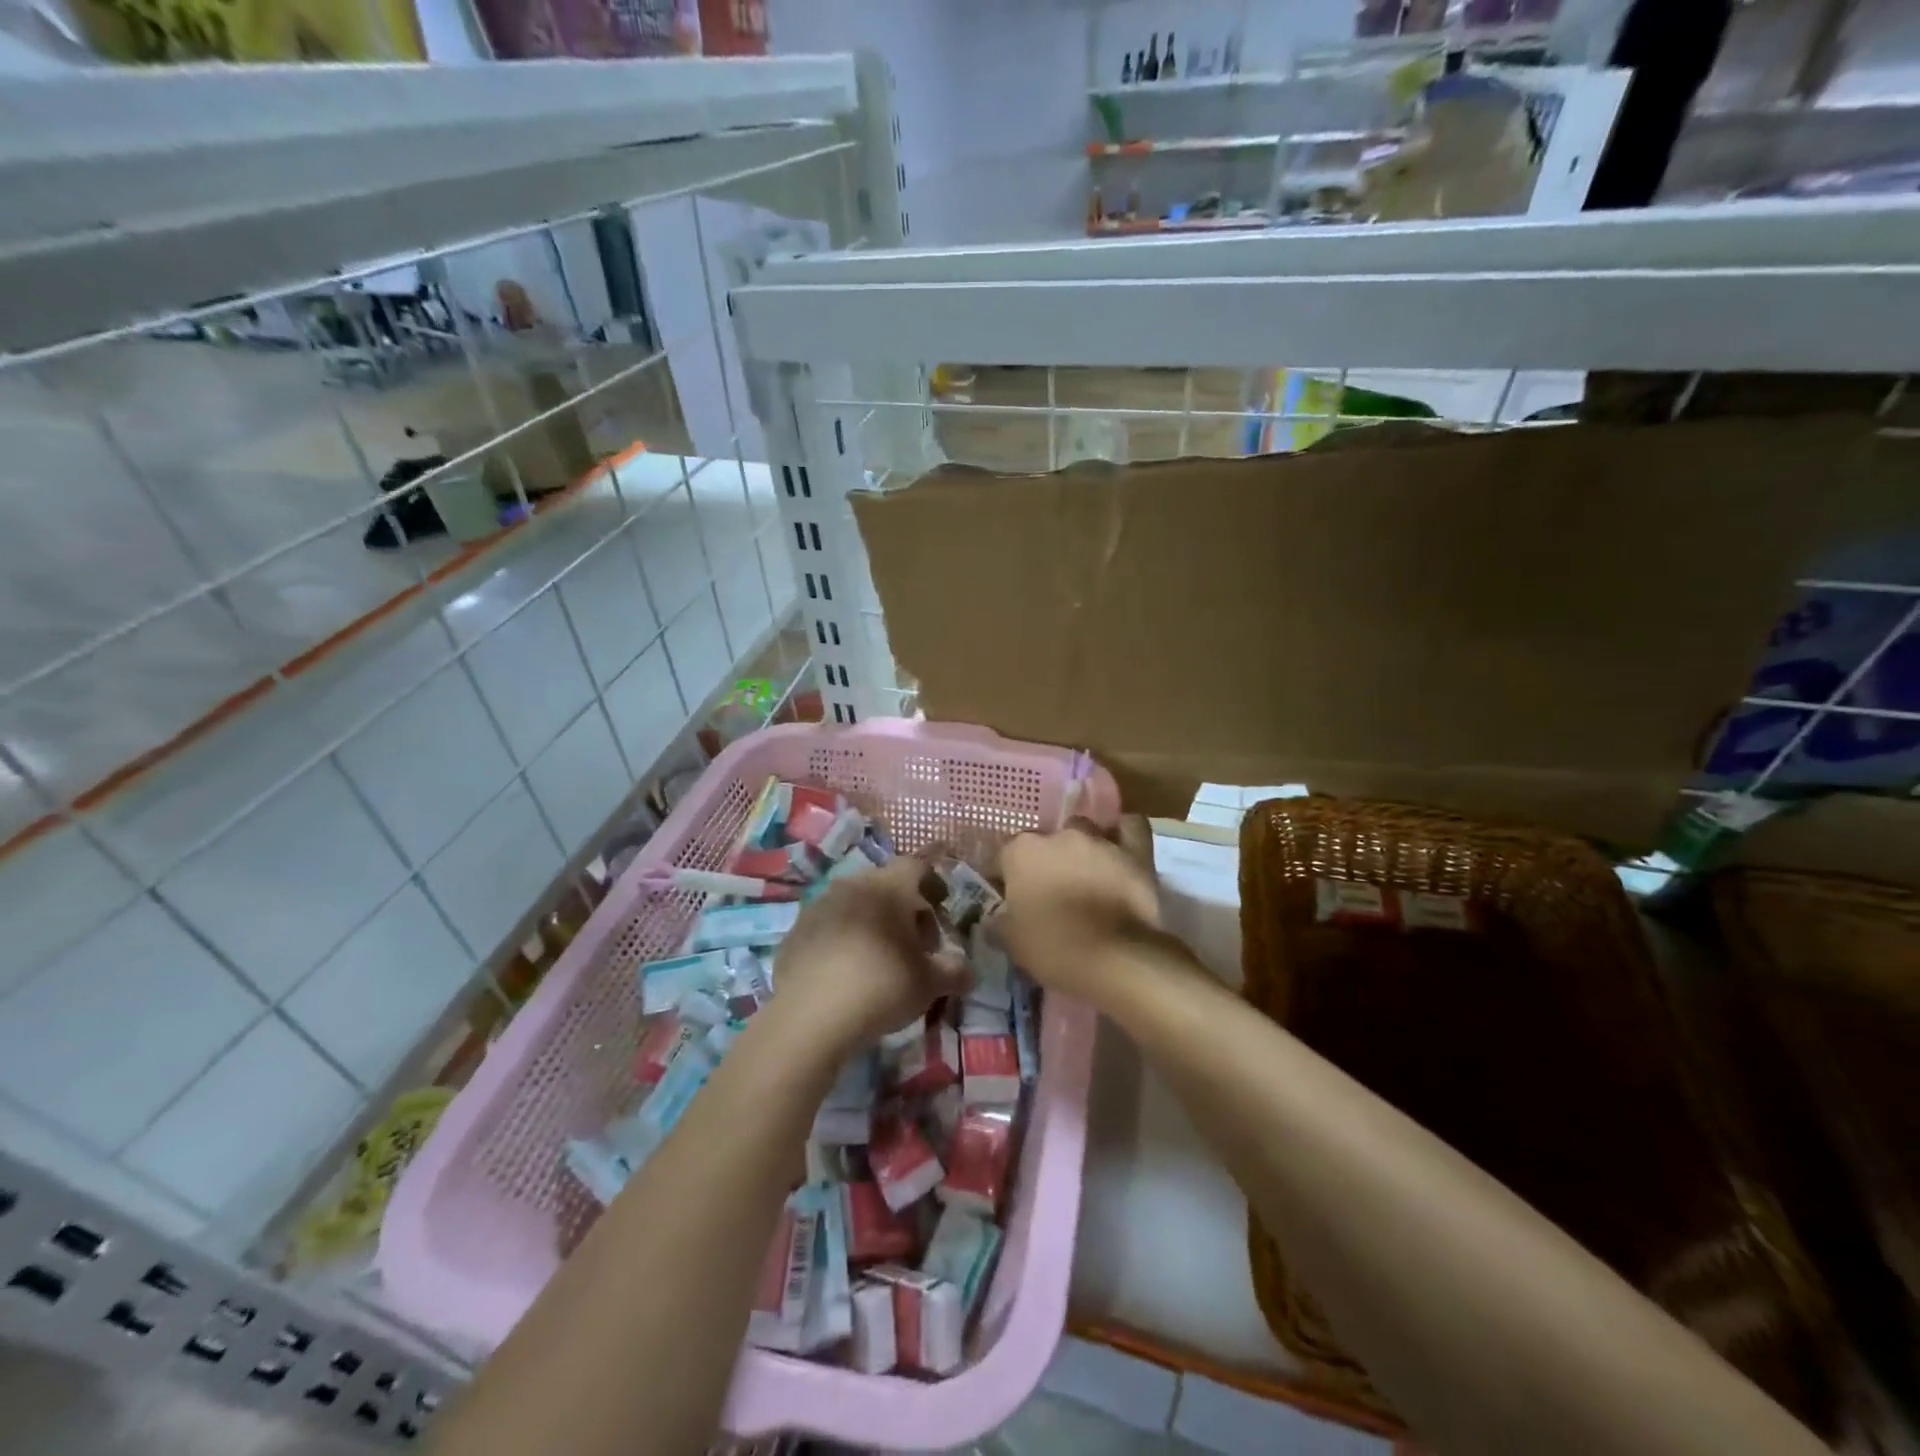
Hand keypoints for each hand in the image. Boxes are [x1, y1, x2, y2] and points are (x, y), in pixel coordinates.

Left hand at [769, 857, 968, 1056]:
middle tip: (914, 943)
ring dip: (871, 922)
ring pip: (854, 903)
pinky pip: (829, 926)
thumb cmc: (882, 986)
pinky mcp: (796, 930)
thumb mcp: (929, 984)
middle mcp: (853, 884)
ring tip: (879, 959)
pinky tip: (846, 972)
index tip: (941, 908)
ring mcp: (819, 905)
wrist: (810, 1015)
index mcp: (889, 886)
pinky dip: (842, 939)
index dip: (933, 884)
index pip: (917, 866)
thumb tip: (967, 972)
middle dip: (903, 908)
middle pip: (885, 884)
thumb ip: (954, 972)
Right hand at [997, 816, 1161, 1000]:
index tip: (1014, 897)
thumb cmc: (1052, 948)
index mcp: (1021, 852)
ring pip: (1086, 831)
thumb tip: (995, 917)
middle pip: (1048, 840)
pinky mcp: (1134, 850)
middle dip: (1049, 859)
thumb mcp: (1012, 941)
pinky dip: (1124, 834)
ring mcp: (1098, 839)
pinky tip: (1121, 848)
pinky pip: (1130, 828)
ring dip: (1083, 848)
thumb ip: (1000, 921)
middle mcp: (1058, 835)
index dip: (1010, 876)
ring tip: (1087, 873)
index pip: (1007, 854)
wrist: (1113, 958)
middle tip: (1052, 889)